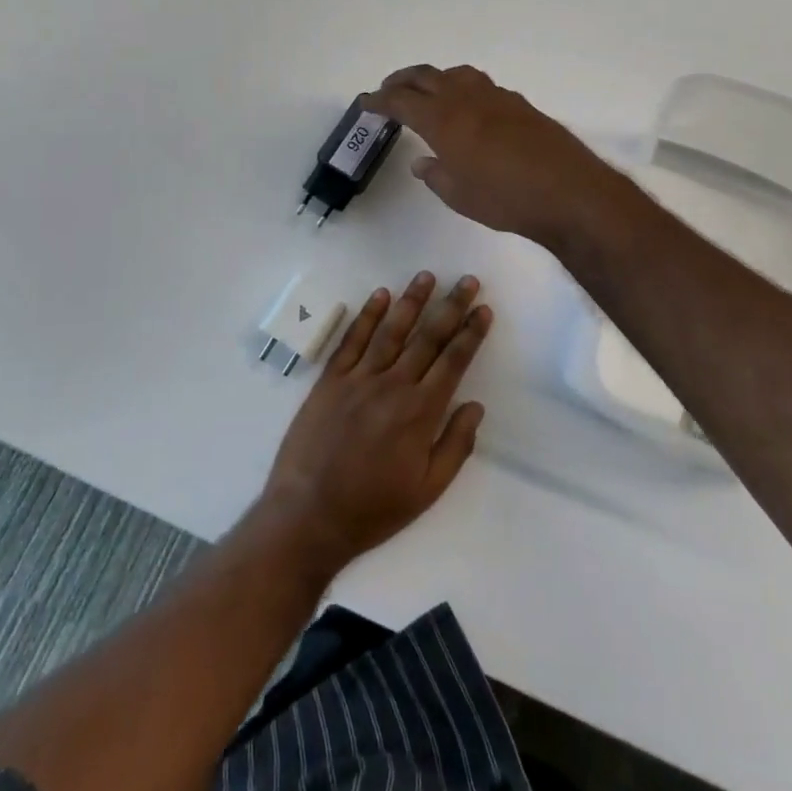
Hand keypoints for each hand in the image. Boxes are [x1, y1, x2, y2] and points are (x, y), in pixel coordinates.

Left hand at [259, 271, 491, 577]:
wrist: (308, 515)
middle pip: (427, 337)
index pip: (453, 361)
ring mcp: (358, 378)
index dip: (470, 333)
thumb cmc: (373, 509)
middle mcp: (393, 385)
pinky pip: (352, 340)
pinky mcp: (330, 380)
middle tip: (467, 280)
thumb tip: (475, 405)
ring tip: (427, 276)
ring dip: (411, 300)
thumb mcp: (427, 490)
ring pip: (391, 330)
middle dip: (450, 306)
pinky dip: (366, 315)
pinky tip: (379, 295)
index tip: (483, 309)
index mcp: (420, 412)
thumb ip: (455, 445)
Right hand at [366, 64, 630, 249]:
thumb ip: (435, 175)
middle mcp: (466, 98)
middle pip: (425, 76)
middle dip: (401, 81)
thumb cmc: (505, 199)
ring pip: (455, 74)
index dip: (379, 100)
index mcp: (443, 119)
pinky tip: (467, 109)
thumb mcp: (459, 195)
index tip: (366, 103)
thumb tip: (422, 162)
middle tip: (388, 91)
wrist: (569, 192)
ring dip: (434, 78)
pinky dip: (461, 88)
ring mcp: (496, 97)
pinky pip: (480, 85)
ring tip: (426, 93)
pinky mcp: (519, 104)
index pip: (401, 100)